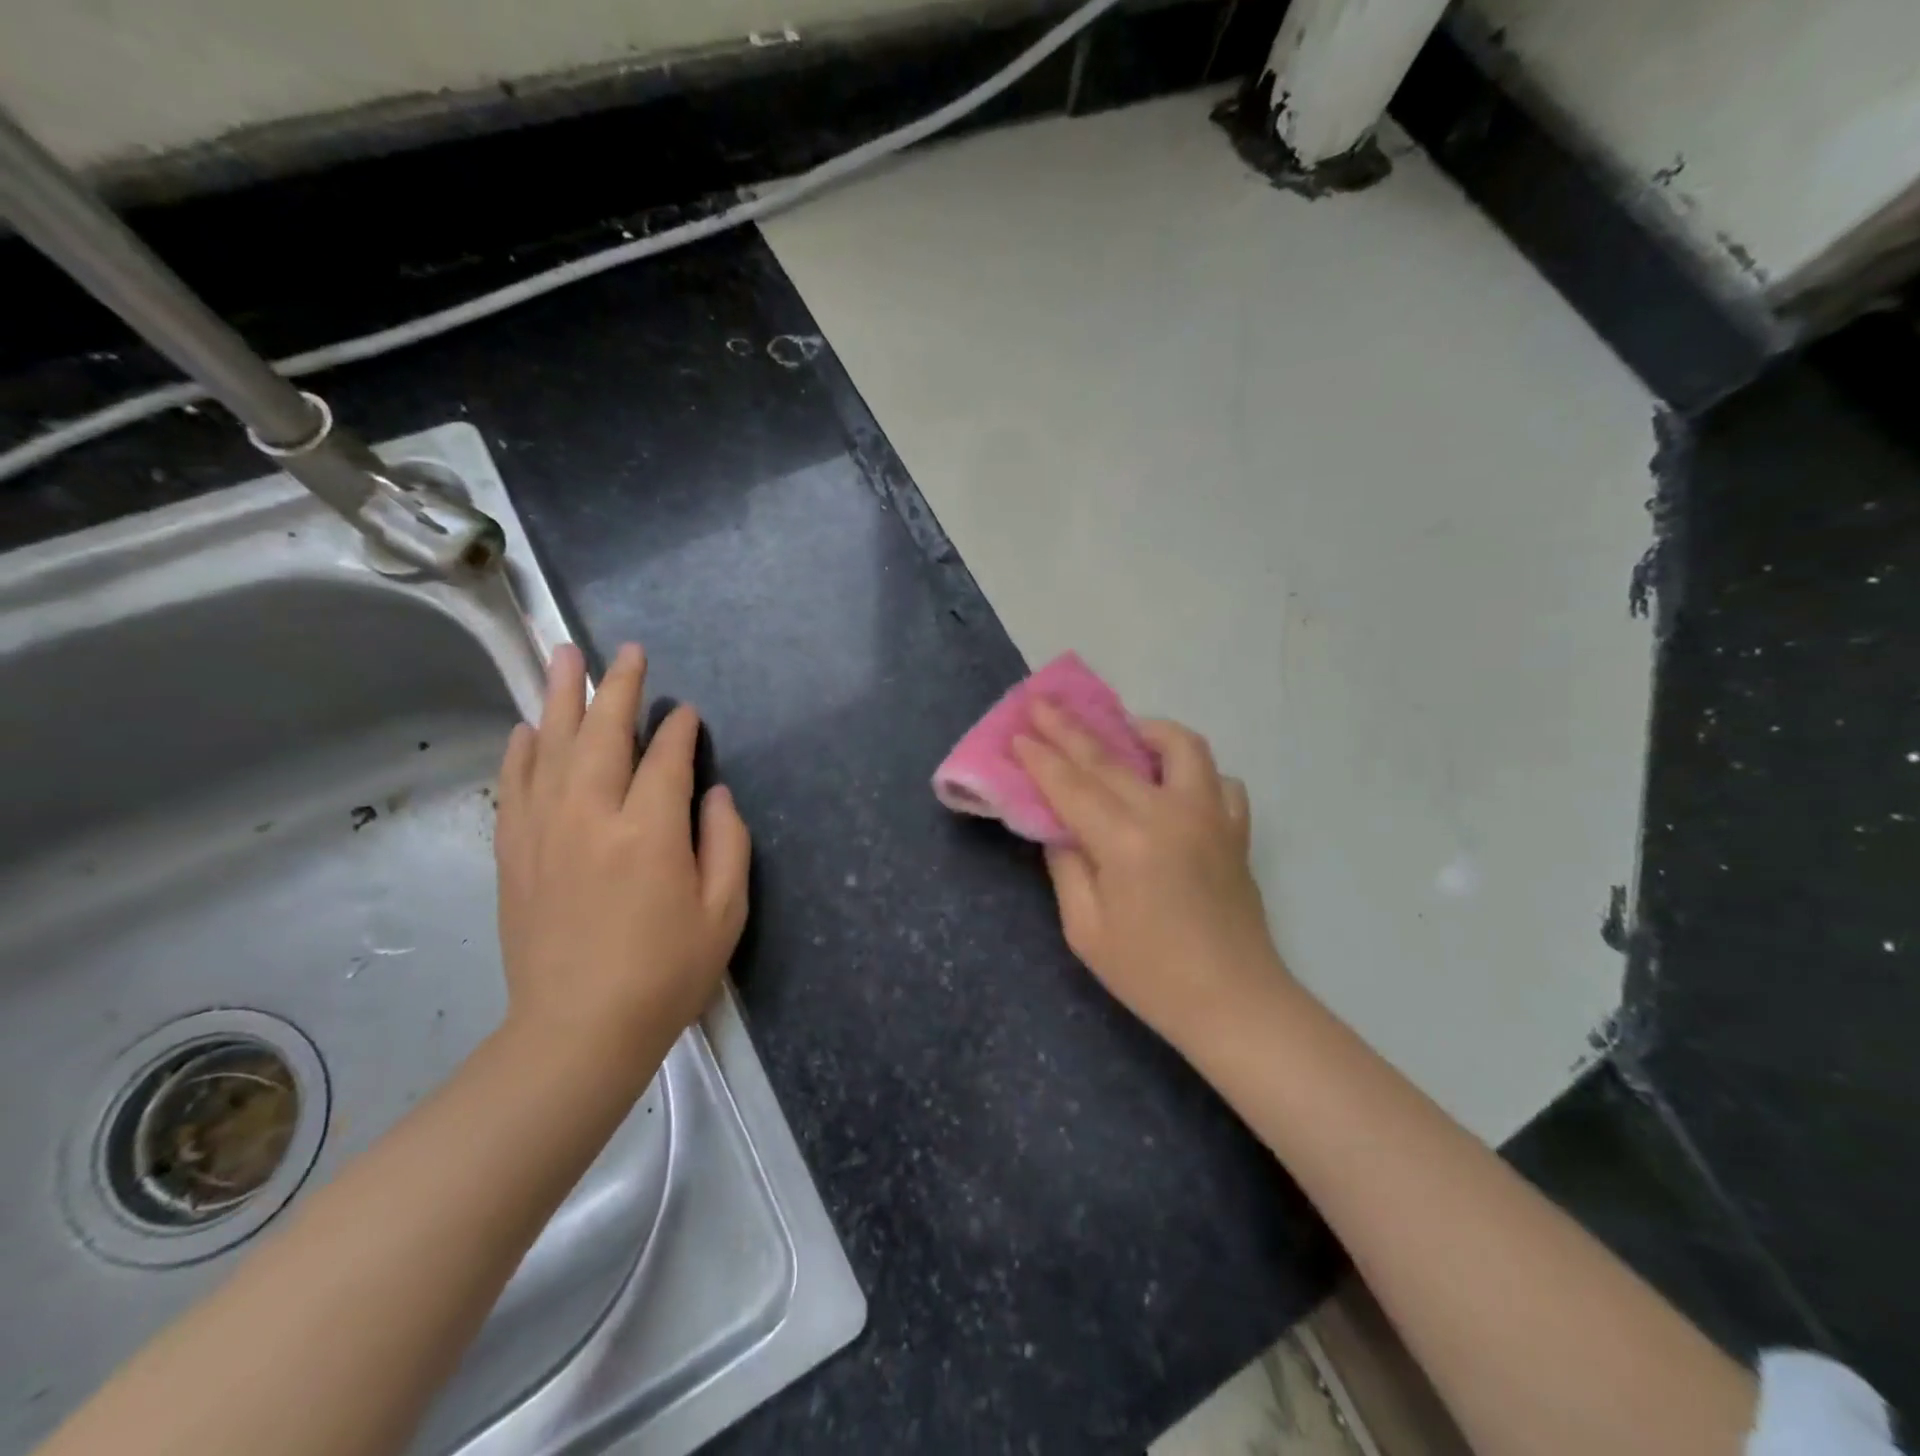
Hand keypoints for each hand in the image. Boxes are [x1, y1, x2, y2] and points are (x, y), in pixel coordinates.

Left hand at [494, 643, 750, 1078]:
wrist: (578, 1031)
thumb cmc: (666, 972)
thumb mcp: (724, 912)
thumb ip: (727, 842)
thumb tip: (712, 794)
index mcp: (649, 831)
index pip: (666, 757)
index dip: (680, 729)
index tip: (688, 713)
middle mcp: (591, 816)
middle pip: (602, 734)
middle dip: (618, 688)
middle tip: (625, 651)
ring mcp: (544, 832)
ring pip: (551, 748)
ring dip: (561, 699)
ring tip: (564, 657)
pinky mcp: (515, 855)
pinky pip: (515, 786)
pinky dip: (522, 751)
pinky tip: (529, 728)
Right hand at [1013, 702, 1286, 1058]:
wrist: (1234, 1003)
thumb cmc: (1151, 976)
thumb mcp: (1086, 930)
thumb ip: (1067, 867)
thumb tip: (1058, 826)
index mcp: (1125, 841)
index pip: (1071, 785)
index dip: (1040, 757)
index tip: (1017, 731)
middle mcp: (1169, 813)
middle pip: (1110, 757)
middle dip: (1070, 728)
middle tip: (1042, 703)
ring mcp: (1210, 816)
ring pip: (1180, 747)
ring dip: (1144, 729)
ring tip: (1121, 730)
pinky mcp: (1235, 829)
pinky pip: (1219, 780)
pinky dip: (1193, 771)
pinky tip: (1173, 783)